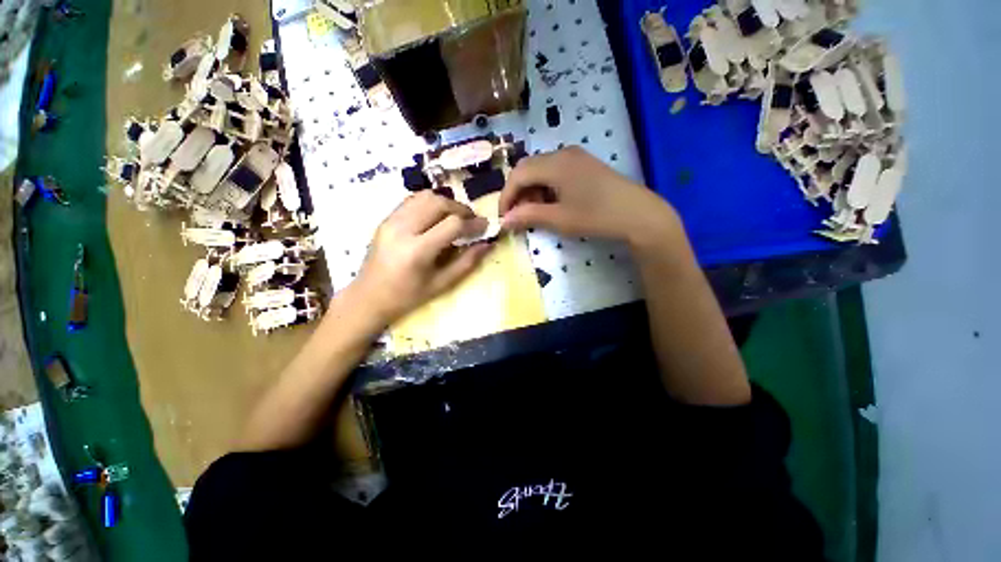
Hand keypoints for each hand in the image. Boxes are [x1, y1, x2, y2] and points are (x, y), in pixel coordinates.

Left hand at [354, 192, 492, 323]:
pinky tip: (437, 216)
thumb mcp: (441, 284)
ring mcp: (391, 221)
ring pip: (425, 196)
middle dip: (461, 209)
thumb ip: (467, 262)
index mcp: (417, 251)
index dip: (473, 223)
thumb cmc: (407, 297)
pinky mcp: (386, 219)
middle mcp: (402, 229)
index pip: (452, 224)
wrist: (368, 297)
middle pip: (439, 203)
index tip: (485, 226)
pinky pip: (412, 200)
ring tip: (456, 217)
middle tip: (472, 221)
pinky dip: (430, 203)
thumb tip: (488, 244)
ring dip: (446, 203)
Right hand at [500, 147, 682, 249]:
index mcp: (555, 163)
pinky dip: (545, 188)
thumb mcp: (559, 219)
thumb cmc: (596, 216)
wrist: (638, 214)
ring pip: (541, 170)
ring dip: (531, 190)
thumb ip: (528, 216)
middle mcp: (562, 153)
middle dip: (518, 193)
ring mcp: (575, 157)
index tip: (503, 217)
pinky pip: (555, 172)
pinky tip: (551, 203)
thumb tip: (504, 221)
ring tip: (535, 212)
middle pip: (528, 169)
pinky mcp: (583, 165)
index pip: (518, 174)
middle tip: (518, 216)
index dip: (506, 196)